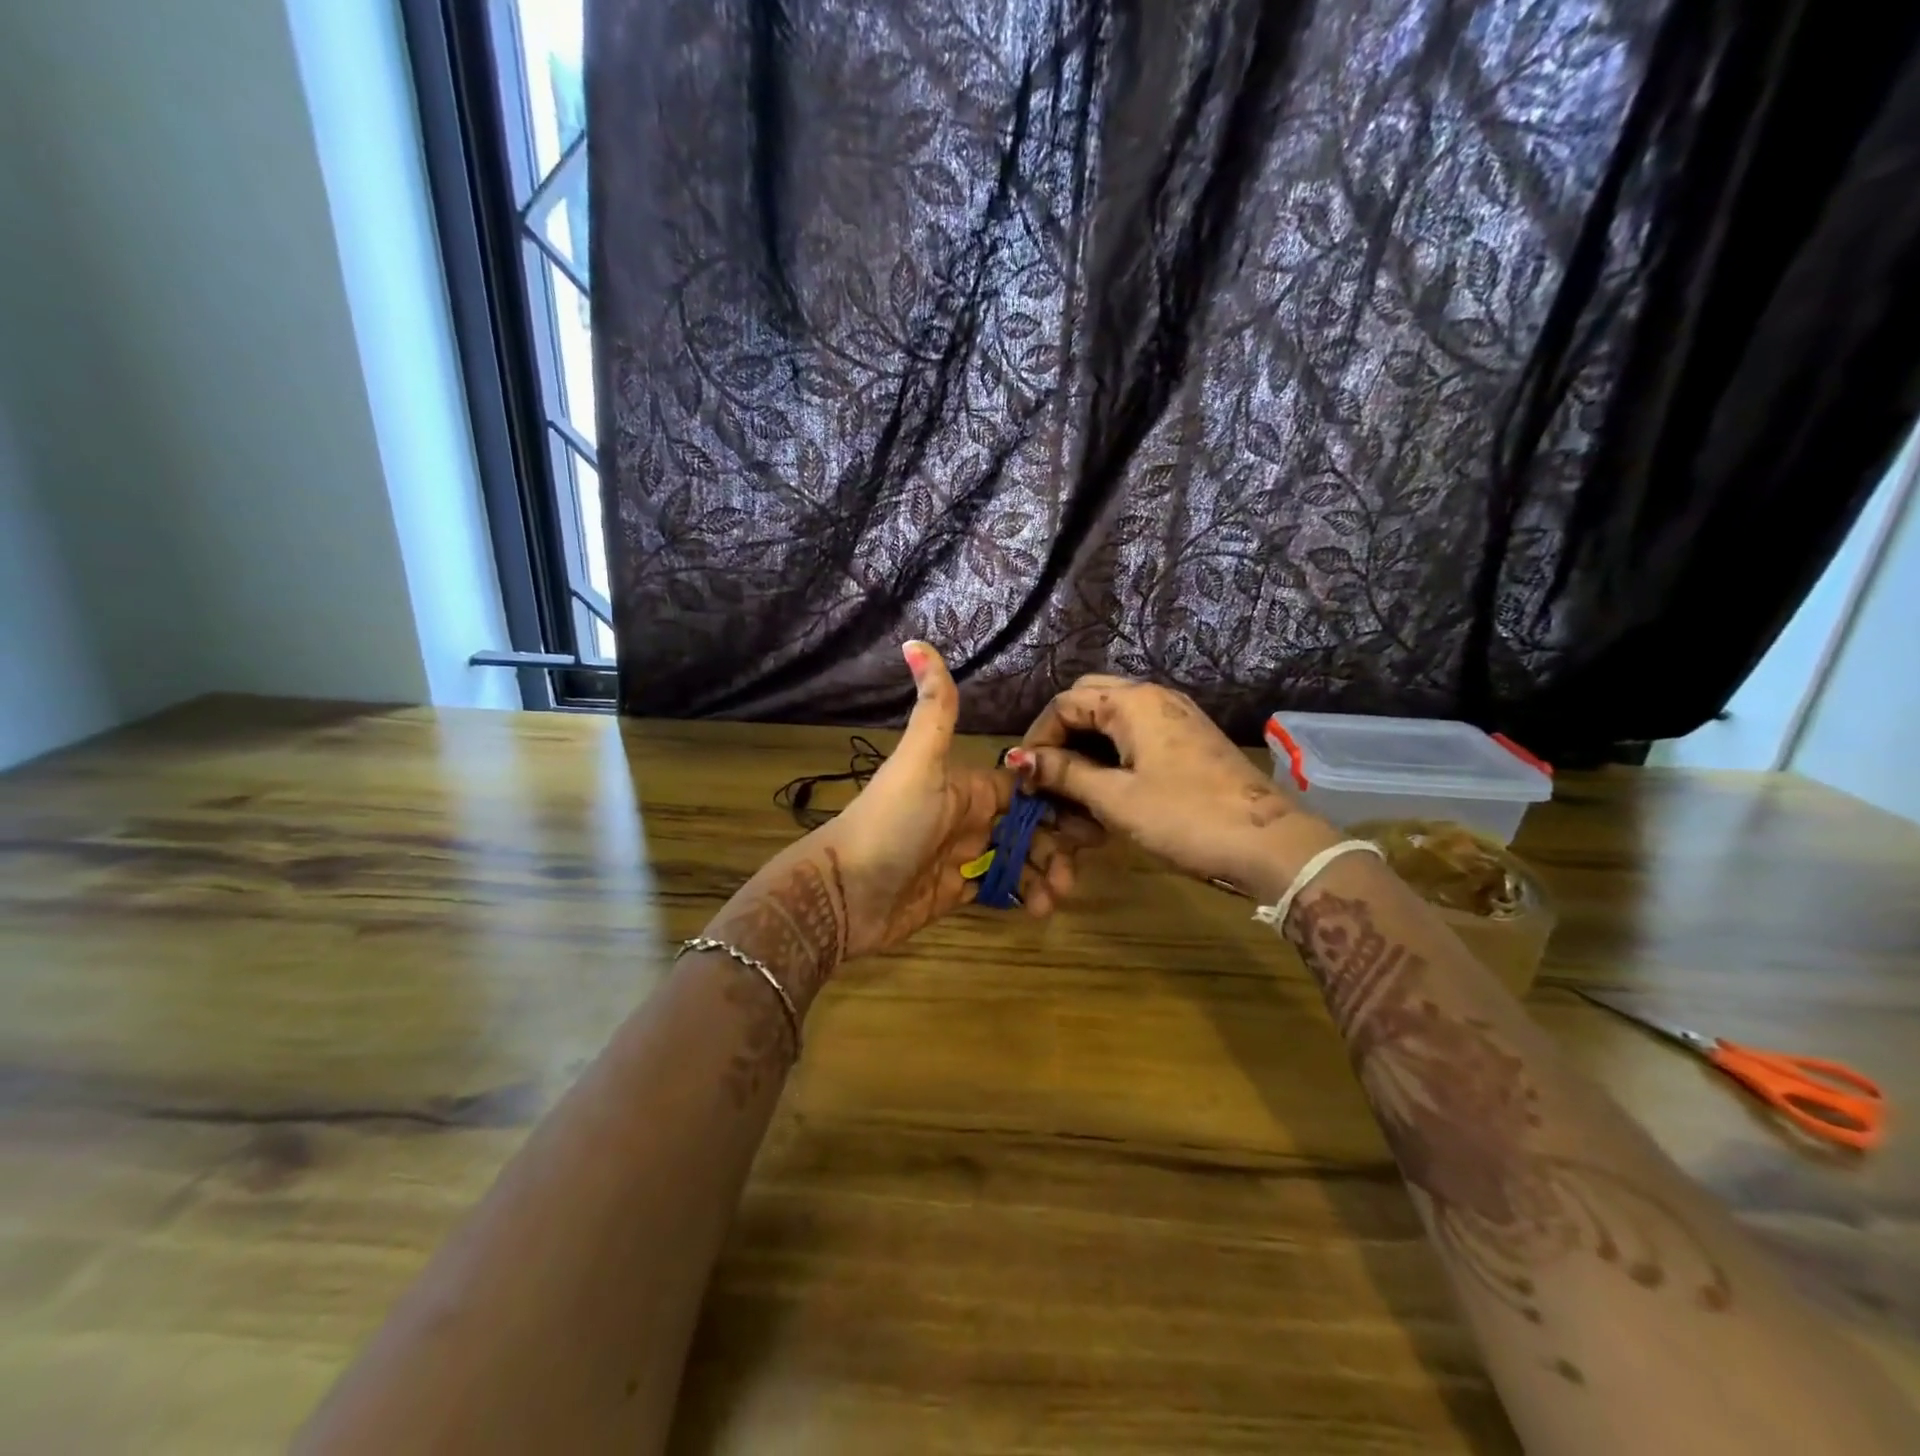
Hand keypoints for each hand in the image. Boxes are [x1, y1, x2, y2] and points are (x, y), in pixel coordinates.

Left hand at [707, 645, 1098, 1008]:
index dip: (1059, 798)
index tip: (1092, 817)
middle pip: (1031, 826)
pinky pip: (1001, 889)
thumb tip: (915, 640)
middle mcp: (971, 818)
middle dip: (1058, 845)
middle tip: (1074, 871)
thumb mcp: (917, 762)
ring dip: (1045, 874)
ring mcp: (965, 856)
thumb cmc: (889, 823)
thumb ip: (934, 709)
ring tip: (1055, 897)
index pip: (1026, 787)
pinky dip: (1024, 896)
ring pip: (1021, 860)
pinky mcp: (958, 891)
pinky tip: (1037, 909)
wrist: (845, 894)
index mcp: (969, 786)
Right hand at [1011, 675, 1337, 899]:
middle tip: (1046, 776)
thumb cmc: (1184, 816)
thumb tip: (1019, 760)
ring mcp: (1175, 716)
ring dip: (1086, 746)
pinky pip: (1136, 734)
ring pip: (1112, 718)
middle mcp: (1153, 696)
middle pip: (1088, 701)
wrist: (1268, 843)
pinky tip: (1107, 788)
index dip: (1038, 737)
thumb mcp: (1115, 798)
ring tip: (1072, 788)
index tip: (1024, 777)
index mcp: (1132, 701)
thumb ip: (1064, 774)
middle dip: (1061, 735)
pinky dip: (1112, 754)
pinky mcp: (1188, 739)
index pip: (1065, 702)